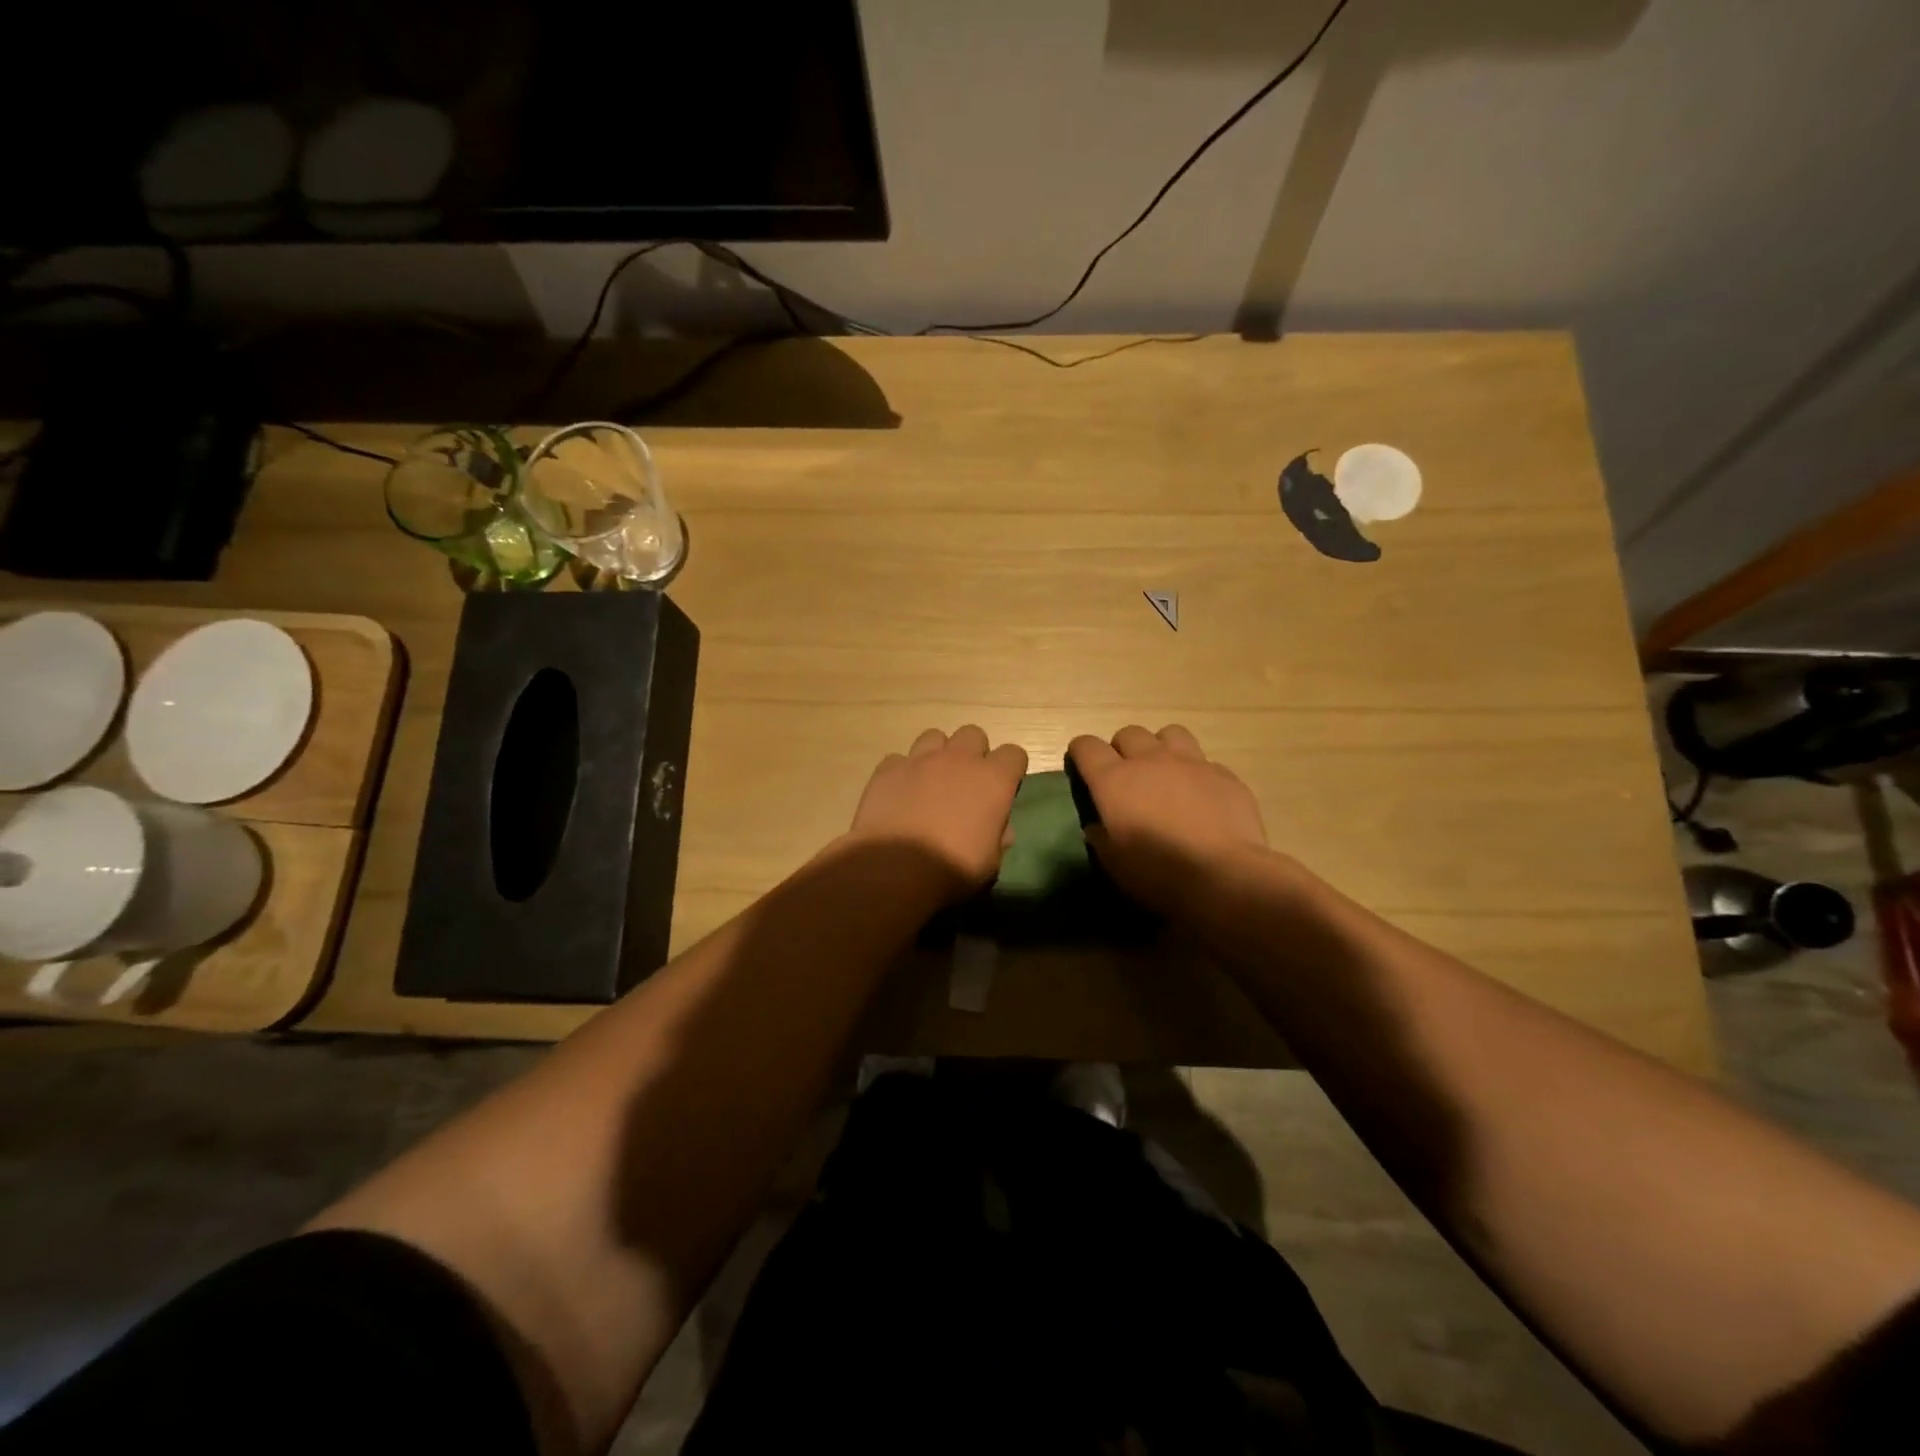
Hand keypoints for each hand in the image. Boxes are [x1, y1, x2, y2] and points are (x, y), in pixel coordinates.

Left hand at [847, 726, 1027, 897]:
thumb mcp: (990, 862)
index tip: (1004, 788)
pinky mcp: (888, 769)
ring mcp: (920, 760)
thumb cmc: (951, 868)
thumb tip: (1000, 829)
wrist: (895, 869)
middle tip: (966, 782)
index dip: (1011, 769)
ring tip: (931, 781)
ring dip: (937, 755)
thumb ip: (998, 836)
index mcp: (993, 780)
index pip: (1014, 753)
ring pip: (934, 737)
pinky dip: (902, 772)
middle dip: (973, 753)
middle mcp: (959, 760)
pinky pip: (898, 759)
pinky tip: (899, 793)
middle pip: (973, 734)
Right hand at [1067, 724, 1268, 914]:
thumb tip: (1098, 827)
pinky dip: (1197, 774)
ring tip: (1165, 772)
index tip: (1082, 767)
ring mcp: (1191, 763)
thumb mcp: (1114, 864)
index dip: (1081, 753)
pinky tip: (1201, 796)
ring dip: (1161, 748)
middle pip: (1128, 733)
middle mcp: (1150, 761)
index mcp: (1114, 780)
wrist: (1224, 876)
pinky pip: (1206, 762)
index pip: (1087, 746)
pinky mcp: (1224, 775)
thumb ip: (1101, 838)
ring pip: (1170, 733)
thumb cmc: (1158, 873)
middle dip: (1122, 749)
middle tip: (1126, 776)